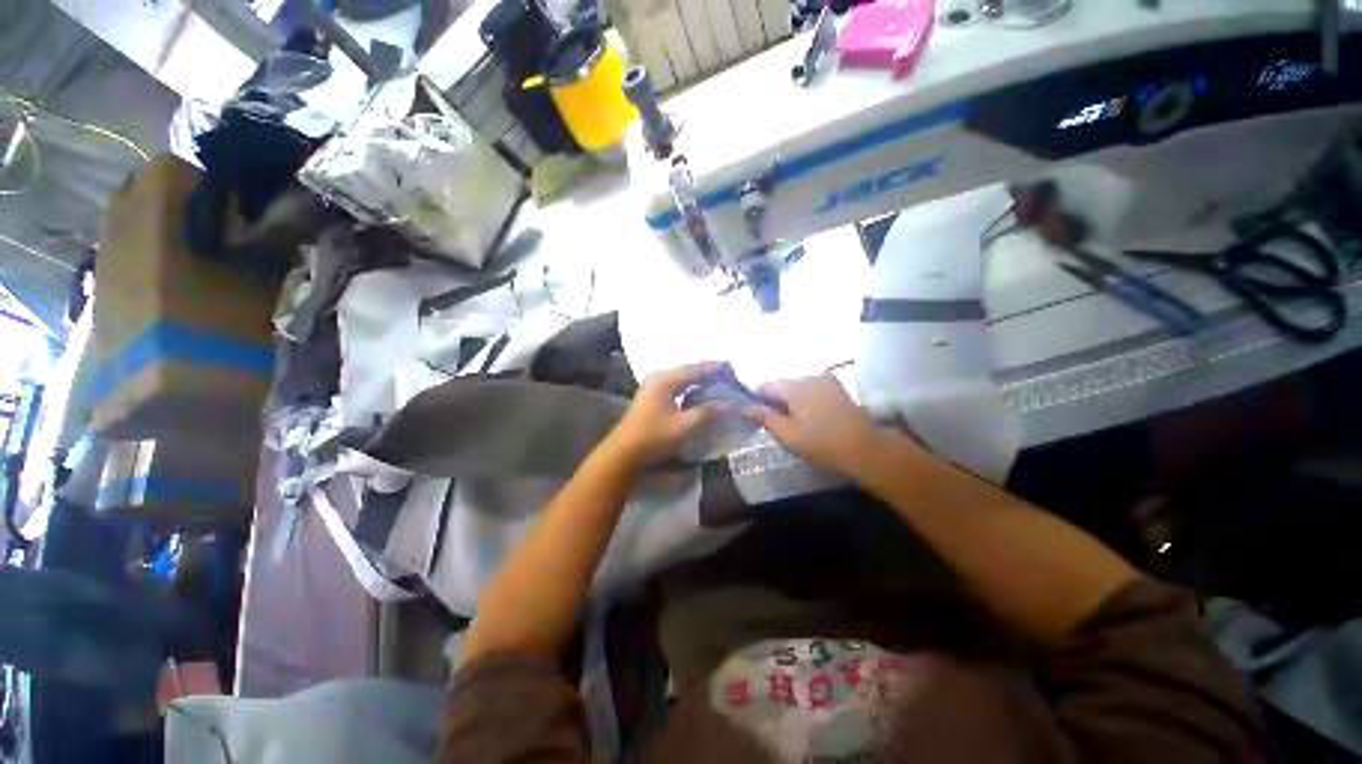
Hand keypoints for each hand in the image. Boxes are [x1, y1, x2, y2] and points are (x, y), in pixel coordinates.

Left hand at [605, 362, 726, 466]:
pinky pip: (675, 385)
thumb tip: (728, 404)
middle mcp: (658, 377)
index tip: (732, 369)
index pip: (695, 369)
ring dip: (698, 380)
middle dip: (708, 373)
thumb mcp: (684, 425)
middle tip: (727, 376)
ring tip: (717, 383)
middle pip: (688, 371)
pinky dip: (689, 387)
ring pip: (681, 378)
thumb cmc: (654, 437)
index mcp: (665, 380)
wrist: (624, 452)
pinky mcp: (651, 396)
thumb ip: (707, 412)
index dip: (715, 368)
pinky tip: (698, 394)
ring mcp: (652, 386)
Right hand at [744, 373, 897, 477]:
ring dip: (791, 402)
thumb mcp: (787, 434)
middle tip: (776, 425)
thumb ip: (763, 417)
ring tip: (795, 424)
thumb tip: (742, 406)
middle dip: (775, 402)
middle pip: (782, 386)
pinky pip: (811, 390)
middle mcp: (809, 376)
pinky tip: (811, 419)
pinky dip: (805, 401)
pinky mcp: (837, 388)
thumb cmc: (822, 444)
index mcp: (795, 386)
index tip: (756, 418)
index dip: (756, 400)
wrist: (867, 450)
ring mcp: (826, 380)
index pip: (765, 385)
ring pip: (797, 388)